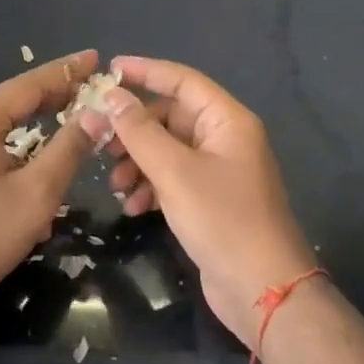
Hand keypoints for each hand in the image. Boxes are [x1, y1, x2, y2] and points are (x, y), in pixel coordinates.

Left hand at [0, 49, 98, 310]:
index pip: (30, 84)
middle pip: (14, 101)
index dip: (66, 71)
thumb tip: (96, 115)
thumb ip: (68, 149)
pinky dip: (16, 150)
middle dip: (53, 95)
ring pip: (2, 127)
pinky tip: (37, 166)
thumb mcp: (36, 194)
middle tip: (90, 87)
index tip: (95, 58)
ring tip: (69, 118)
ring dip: (36, 125)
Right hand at [81, 57, 315, 349]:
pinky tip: (133, 206)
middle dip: (134, 128)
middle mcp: (224, 138)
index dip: (146, 71)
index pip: (182, 80)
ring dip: (138, 161)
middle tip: (99, 139)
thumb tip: (111, 96)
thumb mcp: (174, 172)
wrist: (265, 294)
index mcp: (226, 120)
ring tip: (115, 183)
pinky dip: (151, 186)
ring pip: (168, 149)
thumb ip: (139, 131)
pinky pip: (173, 178)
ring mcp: (218, 171)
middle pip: (170, 116)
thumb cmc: (223, 220)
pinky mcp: (210, 201)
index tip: (110, 69)